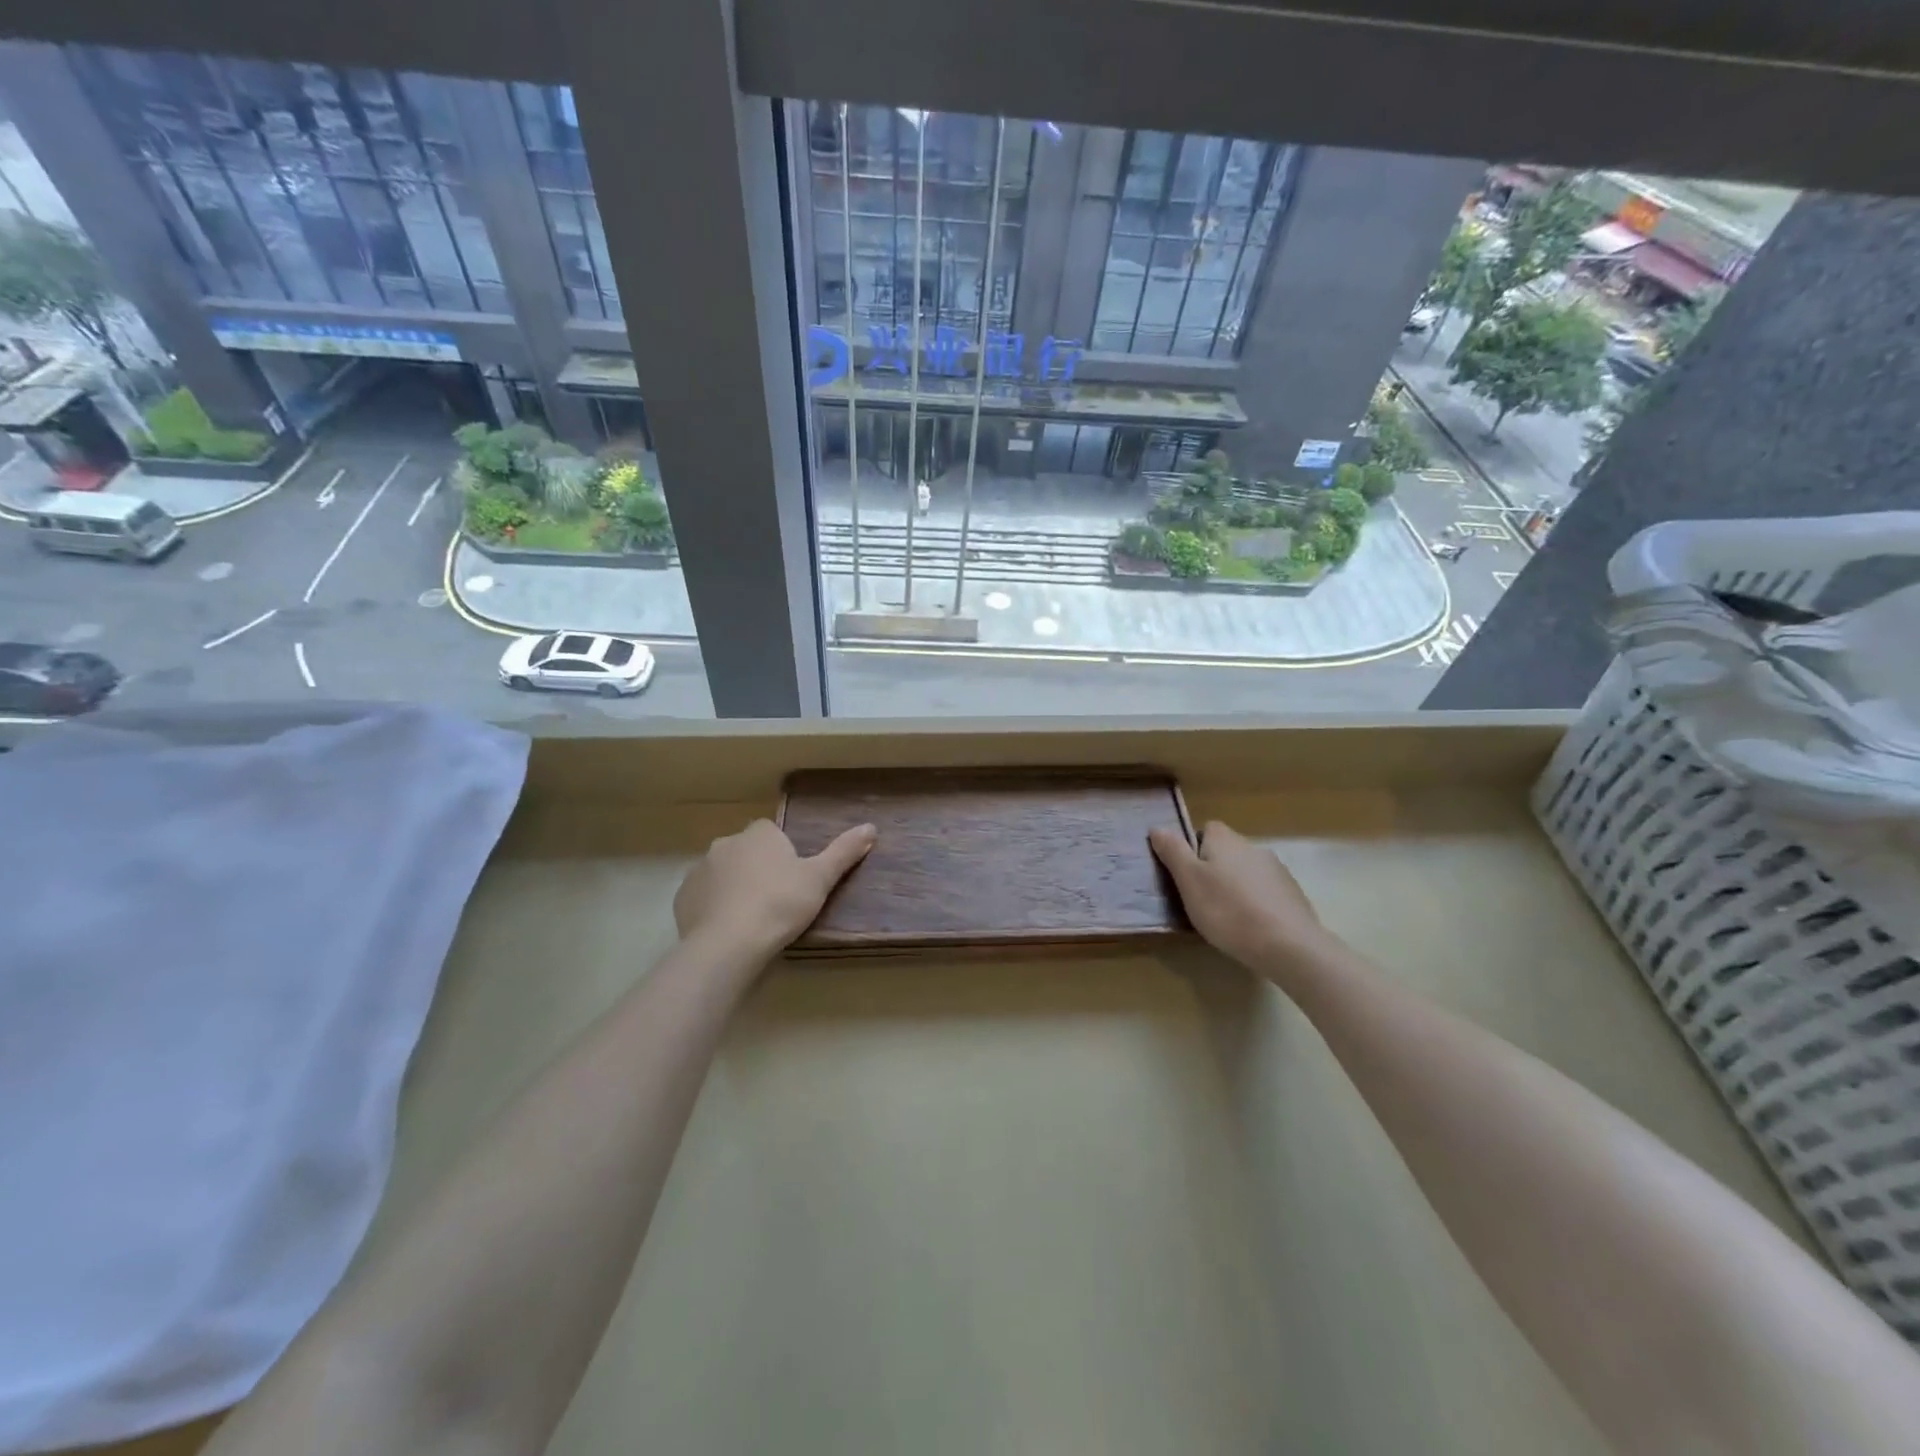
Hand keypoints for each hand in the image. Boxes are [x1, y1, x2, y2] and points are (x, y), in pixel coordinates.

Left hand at [674, 818, 875, 957]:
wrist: (729, 944)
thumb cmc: (780, 904)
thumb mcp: (820, 878)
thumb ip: (844, 852)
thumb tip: (871, 827)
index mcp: (759, 834)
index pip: (772, 832)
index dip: (783, 853)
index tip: (793, 878)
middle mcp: (725, 844)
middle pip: (746, 851)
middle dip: (757, 868)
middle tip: (776, 900)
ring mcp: (700, 870)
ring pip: (722, 873)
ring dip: (734, 887)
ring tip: (752, 919)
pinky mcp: (682, 898)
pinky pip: (703, 897)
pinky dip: (714, 907)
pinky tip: (729, 929)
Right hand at [1150, 821, 1339, 978]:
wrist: (1287, 945)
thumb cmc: (1228, 910)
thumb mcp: (1189, 881)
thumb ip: (1173, 852)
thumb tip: (1157, 828)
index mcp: (1225, 840)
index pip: (1206, 829)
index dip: (1193, 848)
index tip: (1186, 874)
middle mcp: (1253, 847)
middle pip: (1227, 851)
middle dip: (1214, 869)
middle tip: (1201, 898)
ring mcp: (1277, 871)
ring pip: (1246, 871)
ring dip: (1236, 886)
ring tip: (1226, 916)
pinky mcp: (1293, 895)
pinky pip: (1265, 892)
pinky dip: (1256, 903)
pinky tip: (1251, 926)